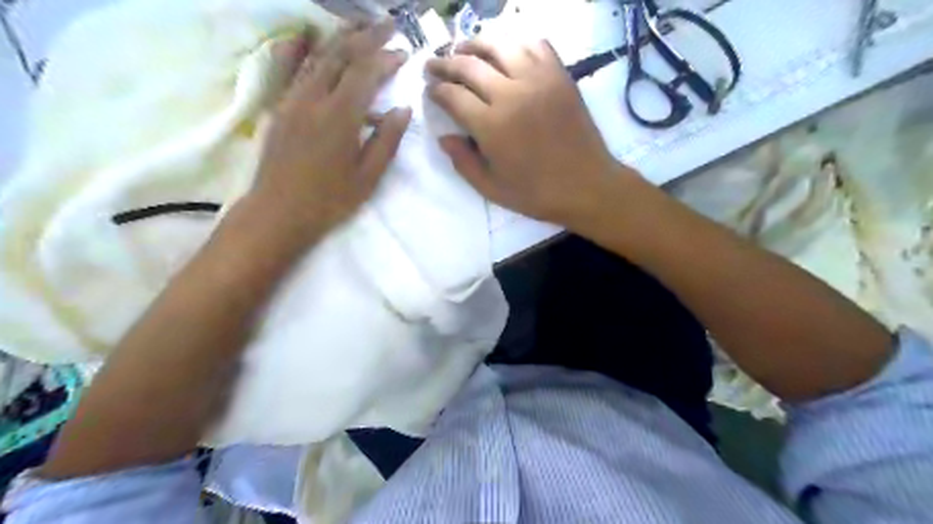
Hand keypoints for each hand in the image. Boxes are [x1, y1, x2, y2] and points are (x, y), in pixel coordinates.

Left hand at [249, 20, 411, 244]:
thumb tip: (403, 109)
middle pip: (341, 55)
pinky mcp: (280, 107)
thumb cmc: (329, 200)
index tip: (404, 52)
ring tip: (359, 26)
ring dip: (340, 38)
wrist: (278, 212)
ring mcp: (293, 99)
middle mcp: (314, 98)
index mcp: (340, 116)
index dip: (386, 59)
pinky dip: (305, 50)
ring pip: (317, 57)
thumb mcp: (368, 177)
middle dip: (367, 36)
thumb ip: (386, 140)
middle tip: (388, 24)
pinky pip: (293, 69)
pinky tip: (308, 38)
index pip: (366, 73)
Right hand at [427, 37, 633, 224]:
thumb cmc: (537, 194)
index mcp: (491, 125)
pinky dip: (516, 43)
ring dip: (476, 44)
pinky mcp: (560, 76)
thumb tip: (443, 138)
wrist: (586, 186)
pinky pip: (536, 45)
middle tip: (434, 65)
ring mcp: (539, 80)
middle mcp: (511, 94)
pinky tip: (508, 53)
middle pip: (469, 65)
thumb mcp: (491, 188)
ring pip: (500, 45)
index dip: (436, 90)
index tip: (430, 90)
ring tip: (464, 50)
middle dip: (445, 63)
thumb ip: (463, 162)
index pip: (453, 95)